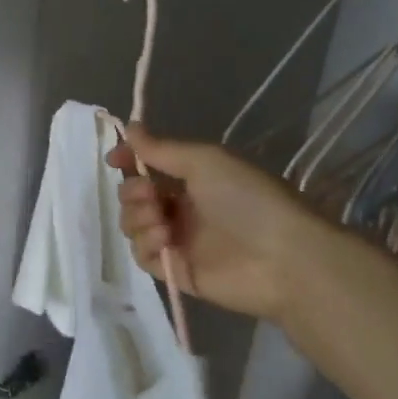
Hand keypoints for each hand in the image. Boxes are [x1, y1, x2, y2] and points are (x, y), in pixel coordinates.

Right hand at [108, 125, 323, 323]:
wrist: (283, 257)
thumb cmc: (248, 199)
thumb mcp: (205, 161)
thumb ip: (162, 148)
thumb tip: (128, 126)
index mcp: (194, 179)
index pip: (149, 166)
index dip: (129, 160)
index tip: (115, 159)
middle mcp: (184, 208)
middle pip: (135, 196)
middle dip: (133, 192)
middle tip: (150, 195)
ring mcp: (180, 241)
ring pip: (134, 225)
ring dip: (138, 218)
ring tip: (161, 222)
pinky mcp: (177, 271)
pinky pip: (143, 256)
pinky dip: (146, 245)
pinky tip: (165, 241)